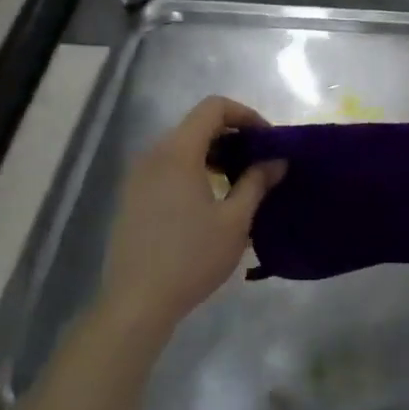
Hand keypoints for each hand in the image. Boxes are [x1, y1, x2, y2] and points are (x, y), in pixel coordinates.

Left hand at [98, 97, 283, 332]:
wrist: (137, 302)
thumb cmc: (192, 257)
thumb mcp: (235, 221)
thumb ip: (257, 183)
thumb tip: (276, 160)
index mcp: (178, 152)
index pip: (213, 107)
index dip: (245, 115)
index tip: (267, 141)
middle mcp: (153, 155)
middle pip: (196, 125)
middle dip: (232, 136)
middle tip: (259, 163)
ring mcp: (138, 177)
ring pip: (181, 148)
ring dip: (213, 155)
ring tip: (239, 184)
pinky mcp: (132, 198)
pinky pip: (167, 168)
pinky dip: (193, 171)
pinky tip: (210, 203)